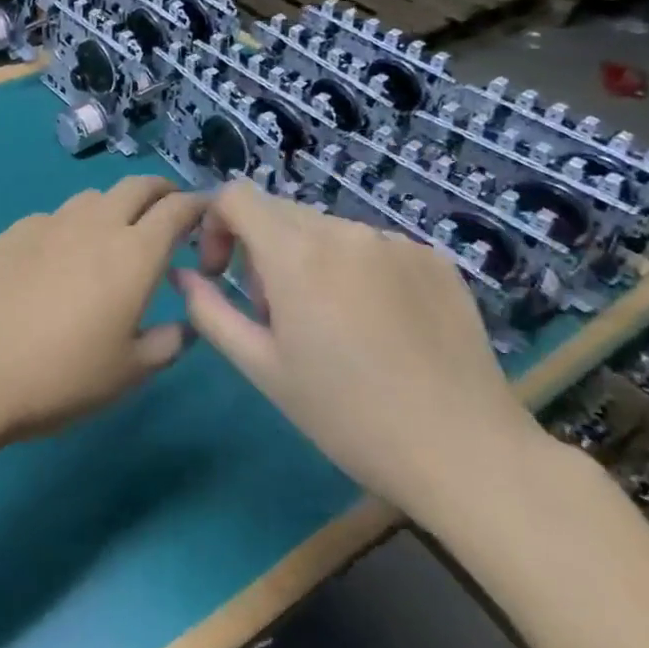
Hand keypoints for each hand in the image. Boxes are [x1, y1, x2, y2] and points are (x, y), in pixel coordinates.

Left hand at [0, 175, 206, 442]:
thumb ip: (168, 342)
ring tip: (111, 236)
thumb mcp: (130, 372)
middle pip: (135, 186)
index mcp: (133, 254)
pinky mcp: (9, 234)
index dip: (198, 206)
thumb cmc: (62, 377)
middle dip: (159, 192)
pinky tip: (55, 260)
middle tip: (166, 213)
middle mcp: (93, 225)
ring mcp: (46, 225)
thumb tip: (185, 324)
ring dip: (112, 207)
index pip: (177, 209)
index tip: (205, 215)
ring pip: (90, 198)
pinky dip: (67, 228)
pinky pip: (50, 219)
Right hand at [172, 181, 544, 521]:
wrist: (464, 451)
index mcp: (296, 254)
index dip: (215, 225)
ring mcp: (396, 242)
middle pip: (279, 213)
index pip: (236, 196)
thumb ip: (210, 310)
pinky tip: (376, 326)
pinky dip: (354, 270)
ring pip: (326, 230)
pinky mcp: (434, 259)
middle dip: (259, 250)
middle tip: (274, 313)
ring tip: (329, 325)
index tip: (221, 273)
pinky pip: (372, 247)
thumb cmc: (345, 414)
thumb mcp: (260, 367)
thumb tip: (184, 275)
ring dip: (307, 261)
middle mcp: (345, 231)